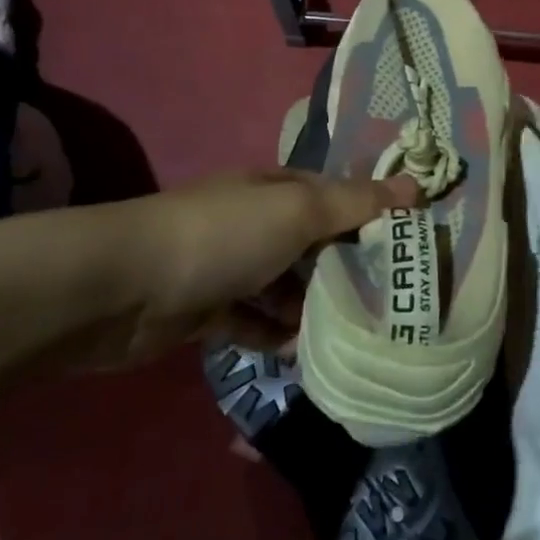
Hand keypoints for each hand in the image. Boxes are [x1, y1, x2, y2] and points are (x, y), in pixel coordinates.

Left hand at [92, 168, 418, 368]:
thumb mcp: (298, 211)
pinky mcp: (205, 310)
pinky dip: (274, 335)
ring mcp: (227, 267)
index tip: (407, 244)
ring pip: (283, 285)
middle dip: (345, 267)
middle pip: (311, 242)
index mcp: (274, 189)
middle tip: (389, 299)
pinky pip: (251, 322)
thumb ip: (356, 203)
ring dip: (310, 306)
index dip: (370, 213)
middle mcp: (253, 222)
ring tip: (353, 331)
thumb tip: (416, 186)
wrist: (122, 288)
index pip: (333, 195)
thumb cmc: (223, 237)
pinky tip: (301, 353)